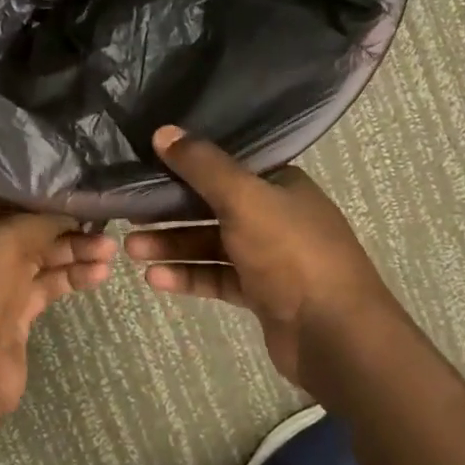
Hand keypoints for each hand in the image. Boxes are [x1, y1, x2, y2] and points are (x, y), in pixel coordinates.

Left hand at [0, 190, 115, 418]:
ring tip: (110, 250)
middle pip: (24, 225)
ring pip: (41, 255)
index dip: (28, 186)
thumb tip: (68, 211)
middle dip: (62, 221)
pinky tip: (100, 273)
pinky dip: (73, 276)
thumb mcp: (4, 242)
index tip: (66, 179)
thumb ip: (39, 221)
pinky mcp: (16, 311)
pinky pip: (48, 284)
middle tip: (100, 216)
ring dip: (75, 250)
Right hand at [125, 126, 404, 391]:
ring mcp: (270, 258)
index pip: (227, 166)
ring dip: (173, 245)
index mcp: (280, 184)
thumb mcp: (244, 198)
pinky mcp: (262, 294)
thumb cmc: (291, 252)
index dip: (187, 164)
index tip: (148, 165)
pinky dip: (189, 276)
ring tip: (131, 250)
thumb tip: (163, 131)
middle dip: (171, 211)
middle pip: (214, 206)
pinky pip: (218, 277)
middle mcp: (276, 215)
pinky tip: (155, 280)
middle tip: (129, 213)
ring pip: (212, 244)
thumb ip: (202, 166)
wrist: (335, 334)